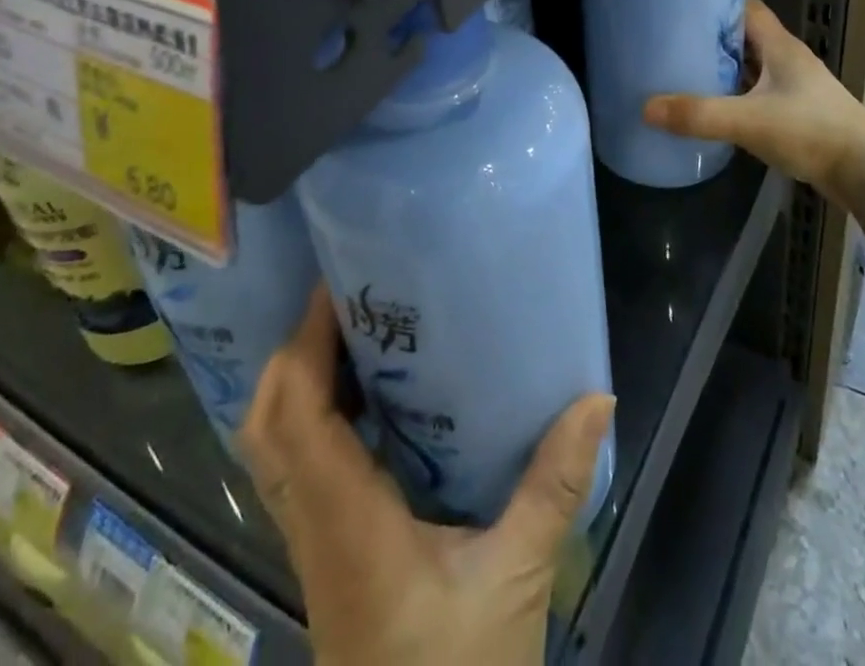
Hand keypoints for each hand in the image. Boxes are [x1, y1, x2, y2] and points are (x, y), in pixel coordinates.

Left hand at [239, 287, 615, 665]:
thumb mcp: (516, 579)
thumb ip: (554, 486)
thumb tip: (598, 398)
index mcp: (347, 524)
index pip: (298, 418)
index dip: (306, 346)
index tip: (339, 285)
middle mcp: (314, 526)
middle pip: (266, 424)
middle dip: (294, 351)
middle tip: (348, 298)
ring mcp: (313, 544)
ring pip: (272, 447)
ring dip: (297, 382)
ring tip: (352, 330)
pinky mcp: (326, 556)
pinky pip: (296, 468)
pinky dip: (310, 417)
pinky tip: (362, 398)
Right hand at [644, 0, 864, 202]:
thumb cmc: (811, 131)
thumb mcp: (749, 121)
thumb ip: (699, 114)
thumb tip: (646, 107)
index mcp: (780, 46)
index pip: (747, 7)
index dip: (717, 3)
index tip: (682, 8)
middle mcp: (789, 60)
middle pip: (746, 38)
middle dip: (713, 39)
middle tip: (673, 43)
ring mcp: (797, 88)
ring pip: (754, 68)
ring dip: (726, 69)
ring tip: (686, 74)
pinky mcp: (799, 113)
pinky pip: (760, 94)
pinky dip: (738, 96)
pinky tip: (717, 110)